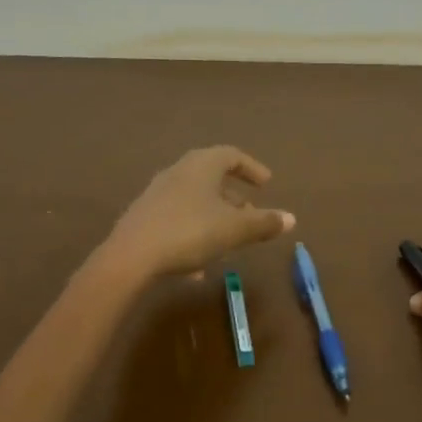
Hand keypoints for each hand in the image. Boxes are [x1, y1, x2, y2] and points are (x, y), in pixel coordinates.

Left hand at [101, 146, 294, 281]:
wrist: (130, 257)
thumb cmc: (190, 232)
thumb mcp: (234, 229)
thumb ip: (264, 223)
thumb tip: (291, 218)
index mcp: (202, 166)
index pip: (231, 155)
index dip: (252, 168)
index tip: (266, 183)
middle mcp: (178, 172)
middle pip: (210, 177)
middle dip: (233, 195)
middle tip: (250, 211)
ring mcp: (157, 194)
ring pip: (193, 199)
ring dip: (214, 215)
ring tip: (228, 239)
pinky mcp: (143, 218)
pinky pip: (177, 220)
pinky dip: (194, 233)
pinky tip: (198, 266)